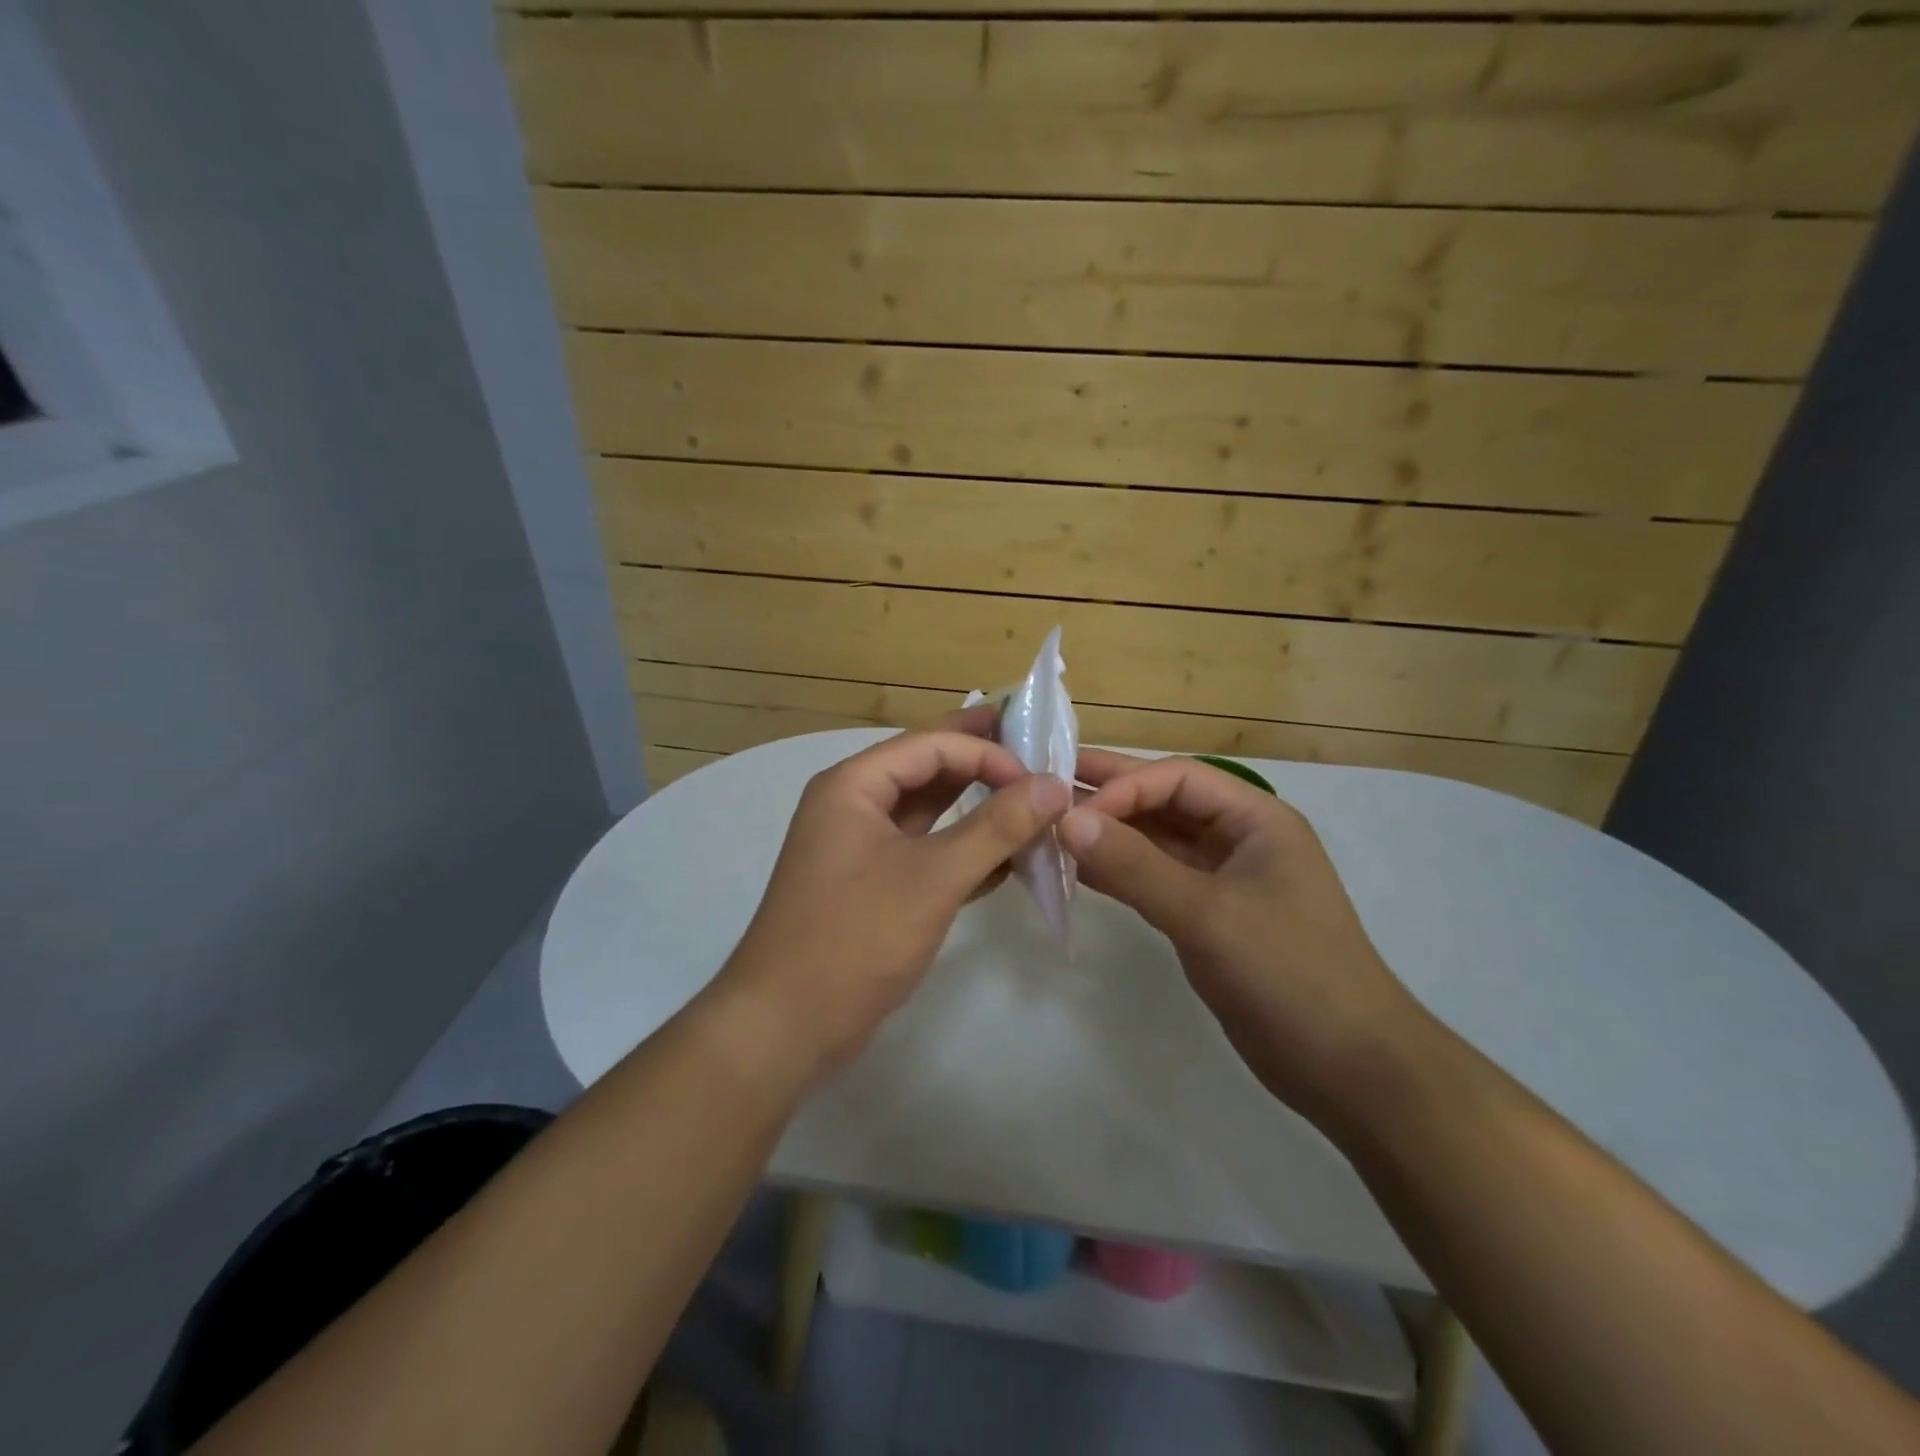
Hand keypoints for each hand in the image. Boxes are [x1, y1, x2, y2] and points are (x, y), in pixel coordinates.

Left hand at [720, 717, 1071, 1081]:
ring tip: (1032, 806)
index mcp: (853, 785)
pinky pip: (924, 850)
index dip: (987, 751)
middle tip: (1038, 756)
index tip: (1040, 776)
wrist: (787, 1026)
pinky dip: (963, 850)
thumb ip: (997, 827)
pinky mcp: (872, 884)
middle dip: (982, 763)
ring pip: (928, 812)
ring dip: (977, 809)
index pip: (930, 745)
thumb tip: (1055, 785)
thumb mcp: (933, 877)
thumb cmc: (856, 938)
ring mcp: (861, 847)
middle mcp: (853, 805)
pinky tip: (1007, 861)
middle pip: (927, 769)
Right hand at [1061, 750, 1424, 1124]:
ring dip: (1109, 835)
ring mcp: (1223, 879)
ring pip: (1156, 841)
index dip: (1124, 786)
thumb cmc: (1289, 975)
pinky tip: (1078, 872)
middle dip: (1109, 795)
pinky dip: (1119, 873)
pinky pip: (1155, 879)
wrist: (1349, 1069)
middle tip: (1046, 786)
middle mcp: (1238, 839)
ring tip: (1050, 828)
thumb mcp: (1208, 915)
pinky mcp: (1208, 917)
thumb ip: (1135, 866)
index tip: (1072, 812)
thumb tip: (1066, 820)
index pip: (1178, 778)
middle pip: (1165, 802)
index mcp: (1256, 819)